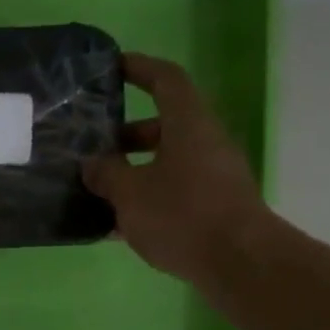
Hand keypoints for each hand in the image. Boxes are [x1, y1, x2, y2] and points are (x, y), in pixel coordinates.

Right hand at [82, 53, 270, 291]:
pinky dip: (145, 199)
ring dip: (132, 171)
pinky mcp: (212, 207)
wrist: (238, 261)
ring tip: (96, 190)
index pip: (165, 80)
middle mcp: (204, 142)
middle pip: (162, 126)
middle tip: (91, 149)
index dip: (139, 68)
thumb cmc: (182, 214)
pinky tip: (116, 225)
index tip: (113, 67)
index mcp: (188, 124)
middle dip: (124, 136)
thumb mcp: (131, 194)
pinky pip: (171, 192)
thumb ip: (107, 174)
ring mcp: (211, 176)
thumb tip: (92, 163)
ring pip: (165, 163)